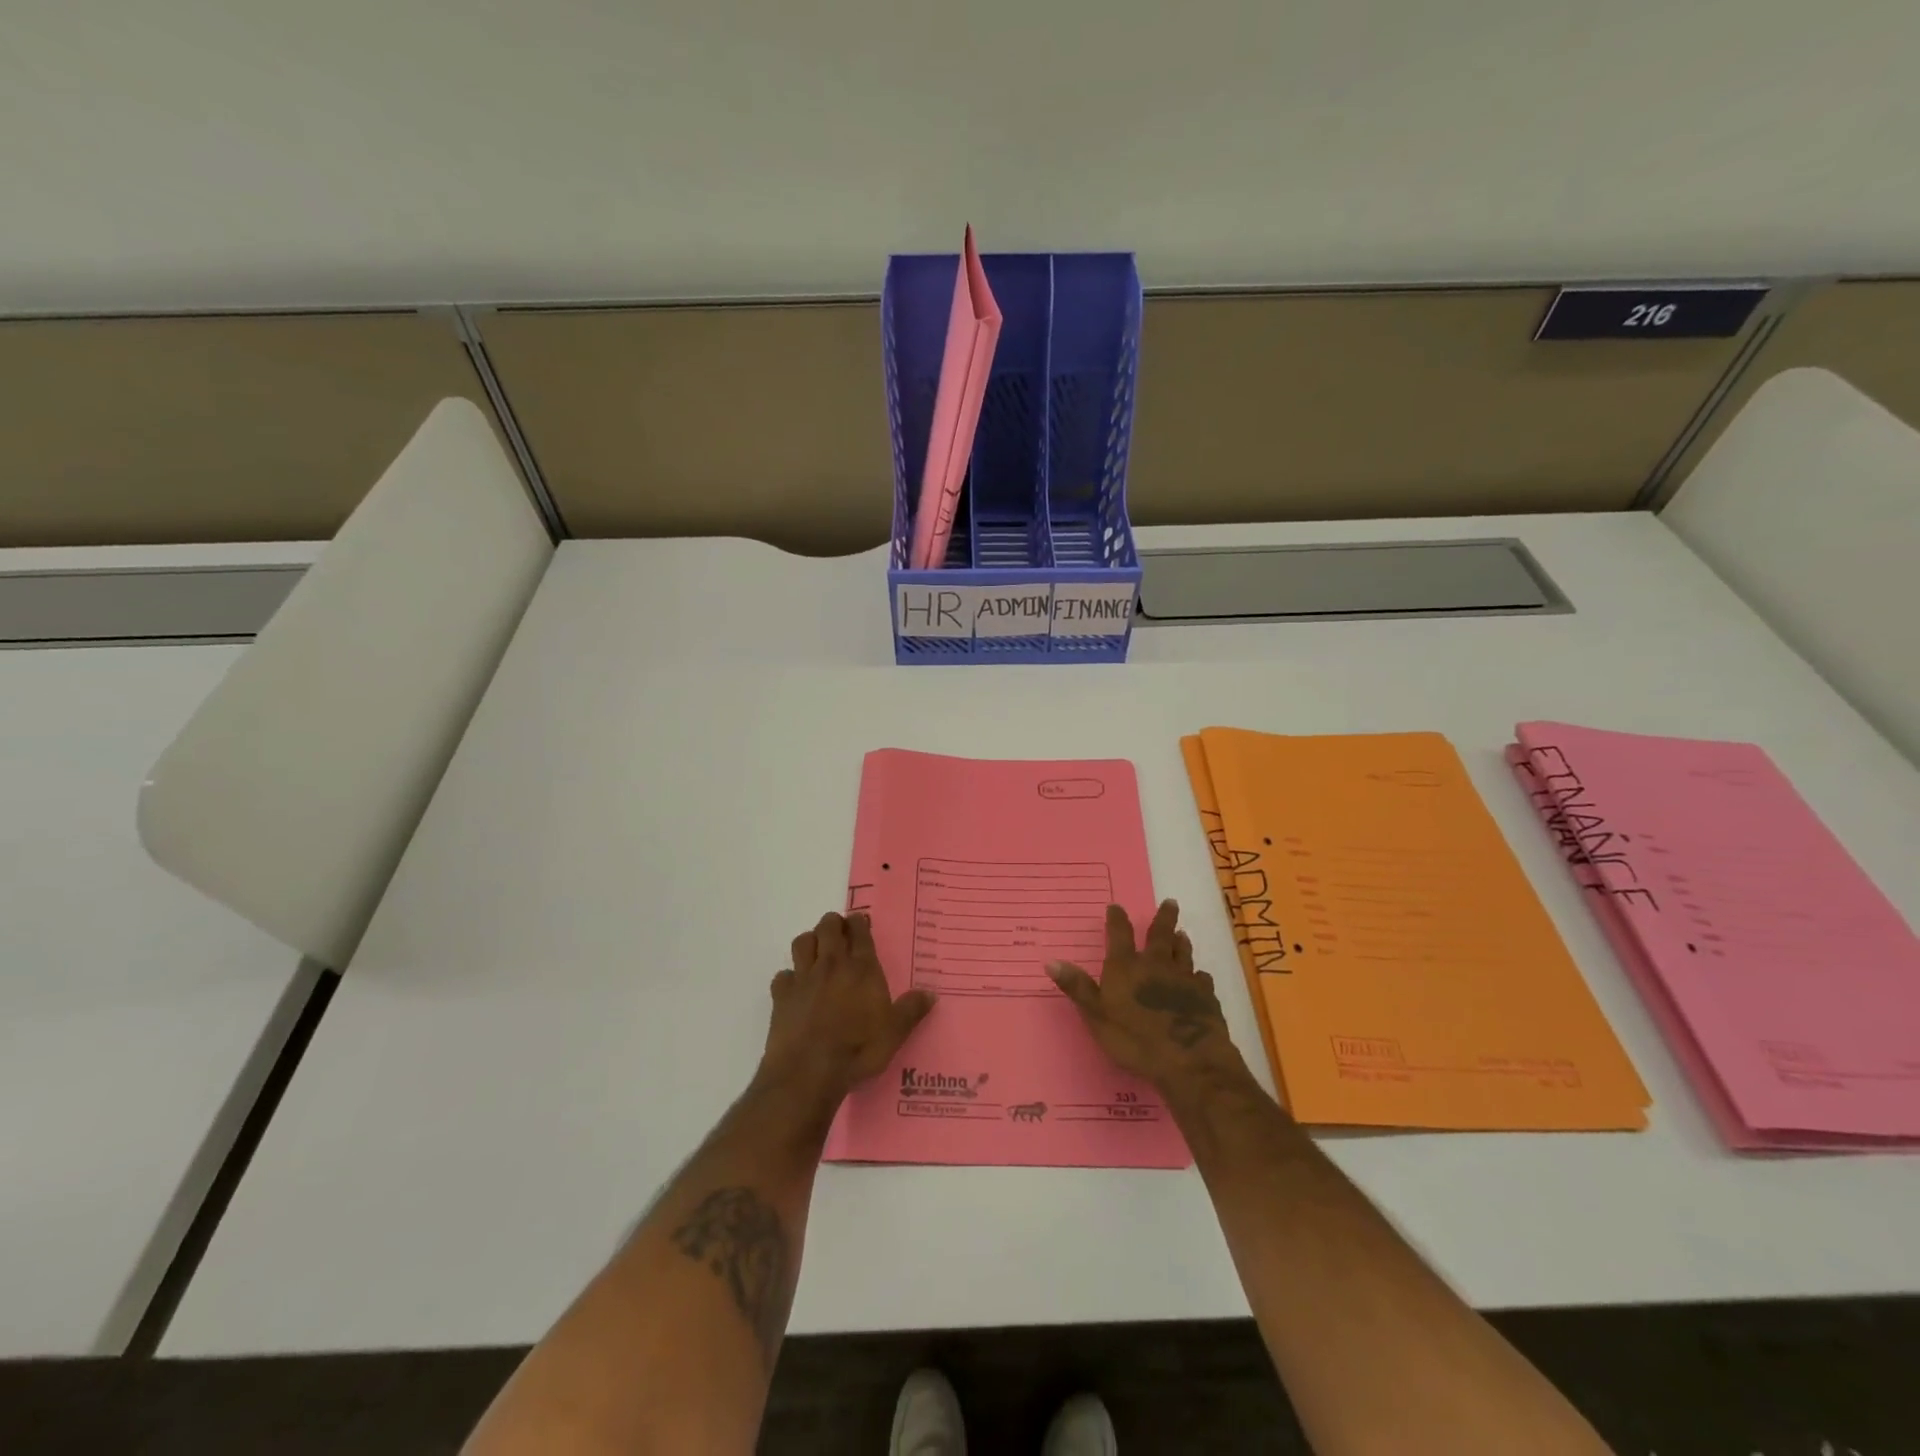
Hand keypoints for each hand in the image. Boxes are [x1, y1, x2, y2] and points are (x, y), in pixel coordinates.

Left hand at [759, 911, 935, 1106]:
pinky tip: (795, 988)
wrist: (808, 1071)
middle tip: (839, 932)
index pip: (860, 932)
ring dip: (810, 941)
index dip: (859, 922)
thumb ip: (911, 1010)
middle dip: (833, 924)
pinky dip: (789, 977)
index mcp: (862, 969)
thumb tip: (930, 994)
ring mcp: (804, 978)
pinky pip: (783, 975)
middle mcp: (832, 965)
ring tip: (817, 952)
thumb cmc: (857, 1050)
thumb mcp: (894, 1033)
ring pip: (802, 942)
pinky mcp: (781, 996)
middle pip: (828, 927)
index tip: (860, 921)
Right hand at [1047, 901, 1247, 1095]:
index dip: (1117, 919)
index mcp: (1126, 967)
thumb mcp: (1097, 1016)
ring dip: (1181, 942)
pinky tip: (1200, 977)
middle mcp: (1156, 965)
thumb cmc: (1136, 1039)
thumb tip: (1051, 961)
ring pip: (1183, 953)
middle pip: (1160, 935)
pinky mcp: (1205, 996)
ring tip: (1182, 933)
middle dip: (1163, 918)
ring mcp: (1183, 979)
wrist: (1189, 1059)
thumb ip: (1077, 988)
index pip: (1119, 934)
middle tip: (1170, 902)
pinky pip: (1202, 979)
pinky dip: (1199, 975)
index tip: (1116, 906)